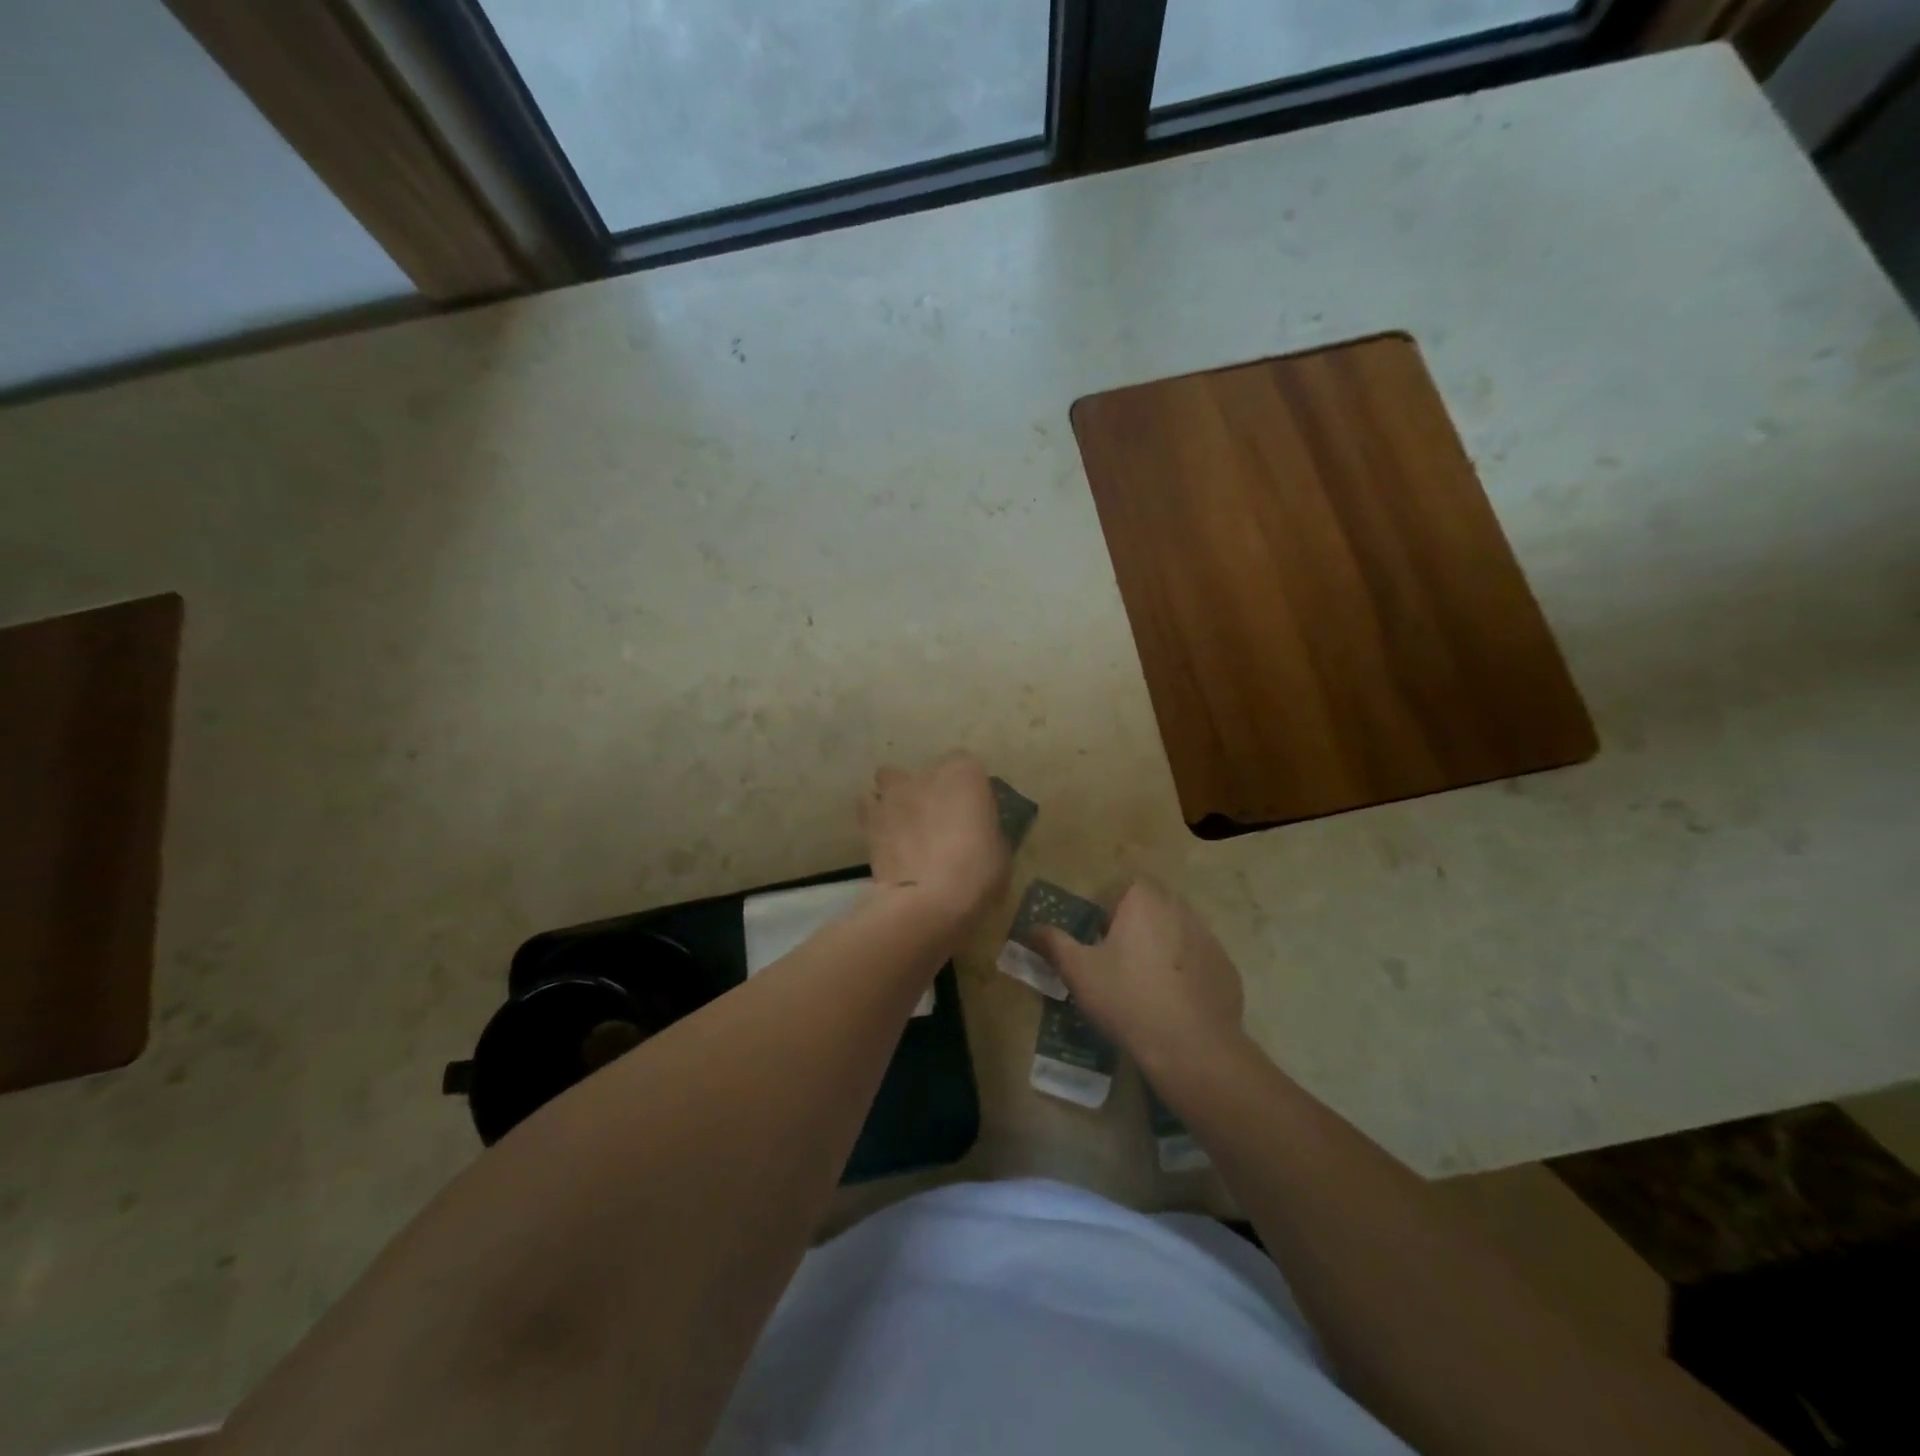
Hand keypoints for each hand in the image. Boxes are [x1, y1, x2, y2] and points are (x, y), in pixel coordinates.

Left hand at [857, 752, 1009, 926]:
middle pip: (926, 773)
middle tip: (937, 821)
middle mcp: (927, 774)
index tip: (970, 811)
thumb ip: (983, 828)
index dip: (966, 788)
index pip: (966, 765)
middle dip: (930, 791)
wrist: (931, 900)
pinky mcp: (869, 817)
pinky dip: (874, 816)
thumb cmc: (978, 872)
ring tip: (903, 824)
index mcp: (965, 774)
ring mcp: (894, 793)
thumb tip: (974, 832)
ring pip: (890, 779)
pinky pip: (868, 805)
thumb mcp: (999, 849)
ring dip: (897, 796)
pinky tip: (884, 836)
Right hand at [1031, 880, 1243, 1077]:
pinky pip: (1198, 960)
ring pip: (1176, 932)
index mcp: (1143, 900)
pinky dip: (1185, 972)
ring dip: (1160, 947)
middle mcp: (1180, 908)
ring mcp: (1208, 938)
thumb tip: (1032, 929)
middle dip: (1134, 926)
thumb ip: (1053, 943)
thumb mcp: (1078, 971)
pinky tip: (1173, 1003)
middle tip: (1116, 961)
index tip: (1097, 938)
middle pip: (1151, 906)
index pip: (1122, 886)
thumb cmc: (1127, 998)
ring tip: (1144, 985)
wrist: (1192, 1047)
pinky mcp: (1226, 968)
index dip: (1107, 909)